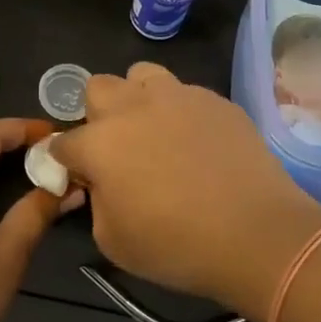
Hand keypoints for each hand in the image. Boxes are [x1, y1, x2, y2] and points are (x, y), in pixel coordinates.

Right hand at [51, 64, 320, 320]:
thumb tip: (100, 183)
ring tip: (155, 129)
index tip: (80, 177)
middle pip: (97, 88)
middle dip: (97, 114)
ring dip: (137, 98)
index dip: (67, 161)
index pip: (64, 142)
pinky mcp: (214, 99)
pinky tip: (198, 142)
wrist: (257, 234)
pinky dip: (180, 112)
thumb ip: (96, 203)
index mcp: (100, 143)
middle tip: (117, 147)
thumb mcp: (113, 241)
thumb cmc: (177, 246)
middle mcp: (132, 108)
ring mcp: (177, 96)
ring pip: (141, 75)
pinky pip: (185, 93)